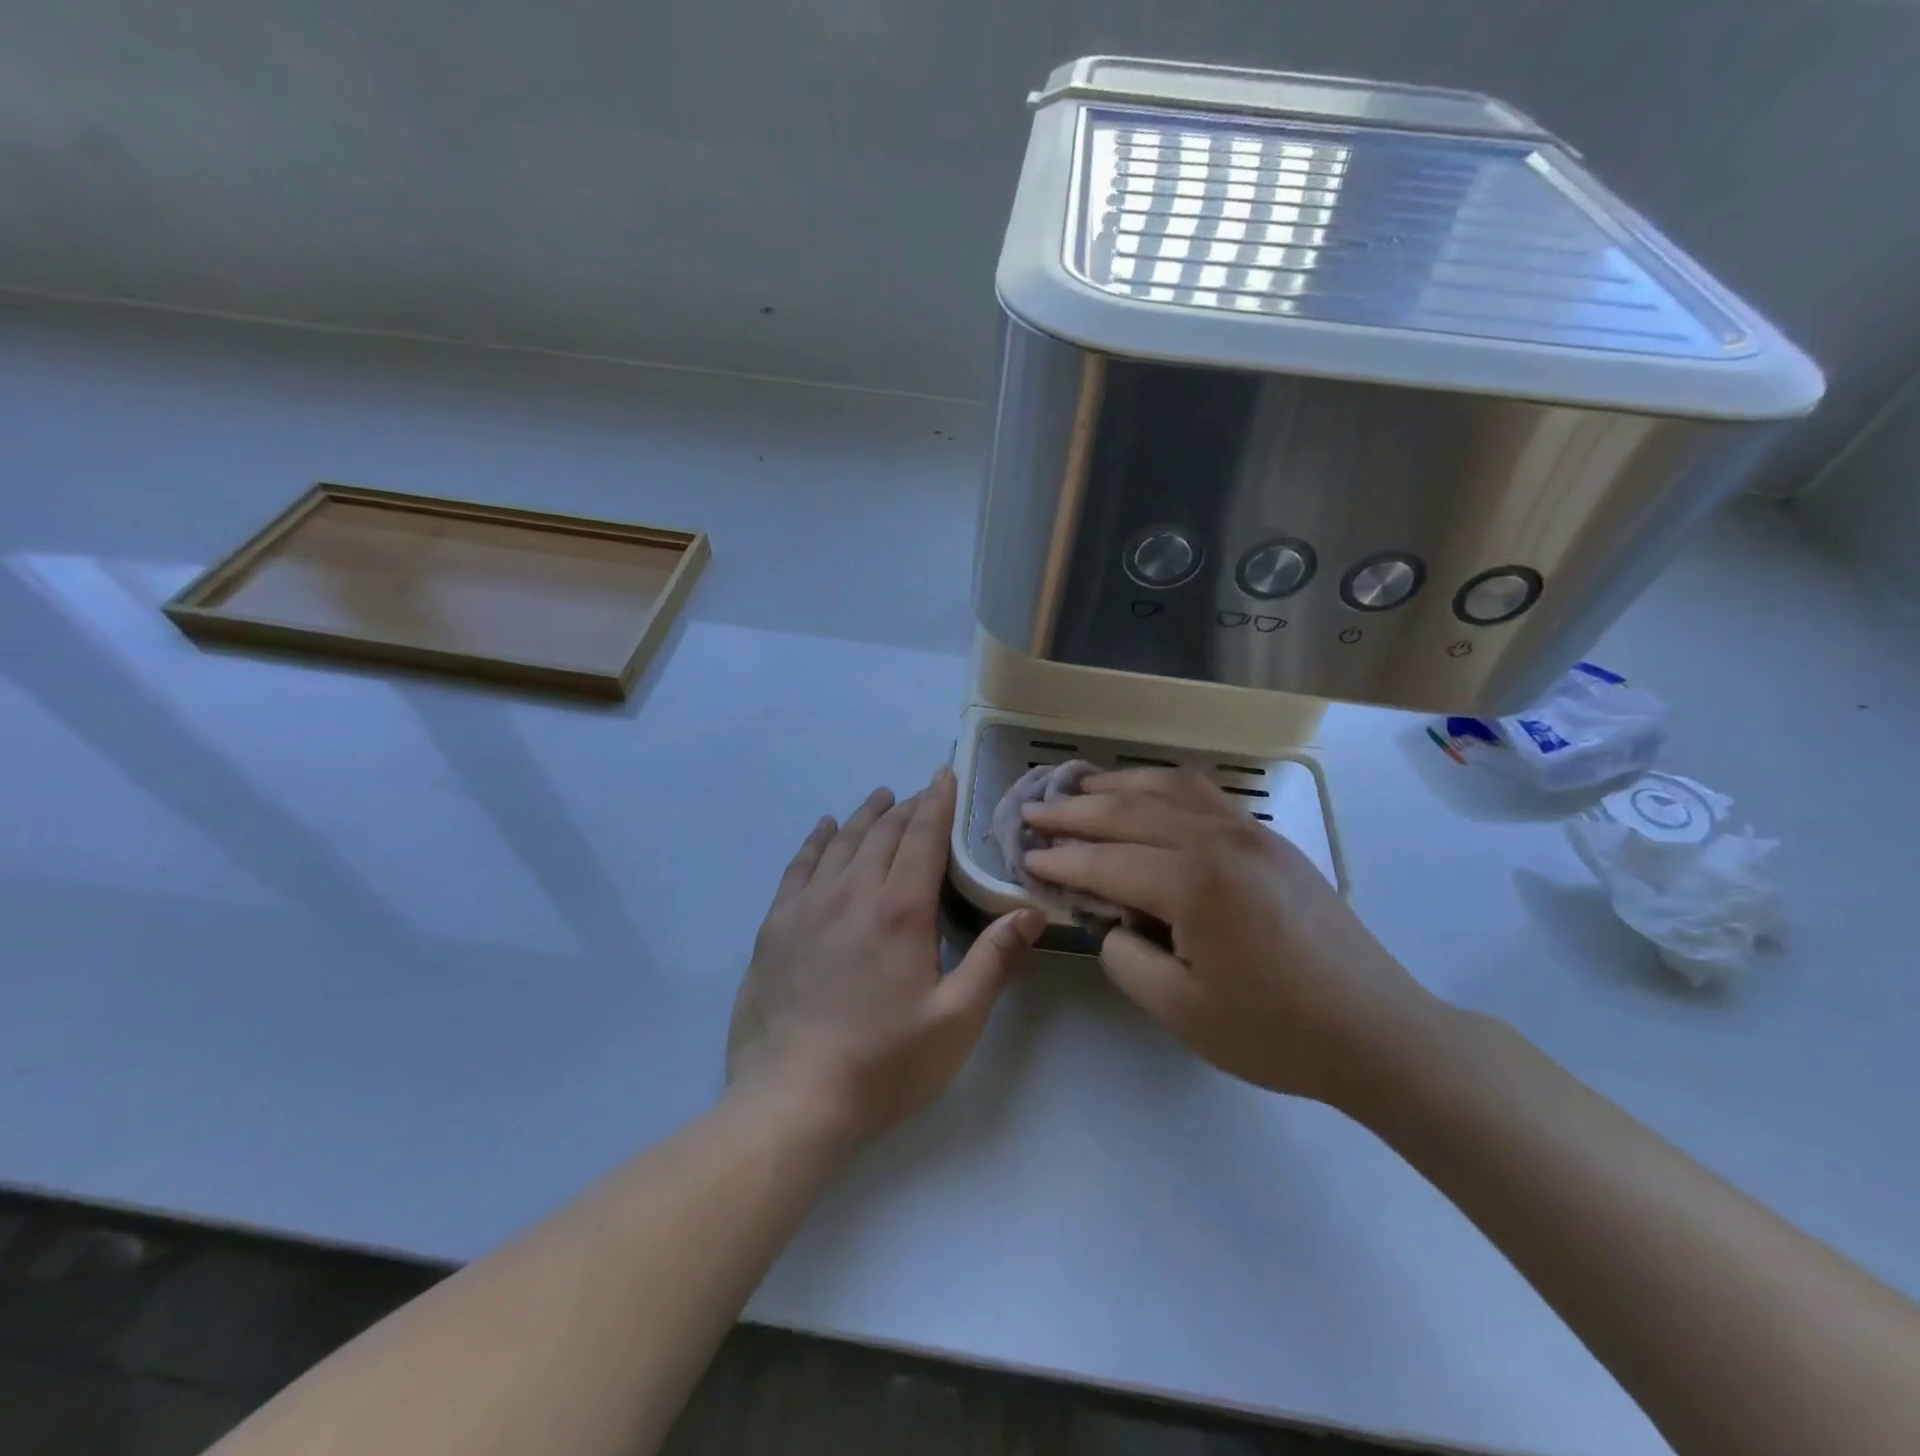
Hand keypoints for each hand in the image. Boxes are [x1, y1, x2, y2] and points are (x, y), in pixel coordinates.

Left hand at [727, 767, 1044, 1143]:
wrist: (791, 1101)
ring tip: (881, 798)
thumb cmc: (884, 1064)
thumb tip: (1030, 912)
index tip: (945, 774)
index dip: (937, 801)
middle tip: (923, 793)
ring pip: (842, 842)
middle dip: (907, 806)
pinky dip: (816, 840)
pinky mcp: (776, 926)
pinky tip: (825, 828)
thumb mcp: (956, 1021)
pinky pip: (799, 866)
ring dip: (866, 815)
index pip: (923, 836)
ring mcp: (808, 906)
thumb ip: (995, 960)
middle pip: (883, 832)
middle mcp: (852, 892)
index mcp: (900, 909)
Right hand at [1023, 769, 1437, 1107]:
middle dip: (1074, 812)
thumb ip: (1125, 957)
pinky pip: (1204, 793)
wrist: (1377, 1030)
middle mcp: (1217, 840)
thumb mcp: (1180, 1011)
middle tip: (1033, 813)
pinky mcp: (1269, 838)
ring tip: (1080, 787)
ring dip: (1117, 784)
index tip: (1024, 856)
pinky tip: (1147, 791)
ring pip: (1166, 788)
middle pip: (1128, 812)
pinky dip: (1162, 785)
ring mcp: (1249, 831)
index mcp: (1193, 883)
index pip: (1106, 862)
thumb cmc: (1275, 1031)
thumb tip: (1111, 919)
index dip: (1060, 861)